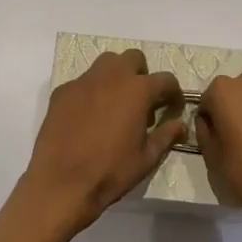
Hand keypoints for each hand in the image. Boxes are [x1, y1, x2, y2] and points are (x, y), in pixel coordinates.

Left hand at [20, 50, 185, 231]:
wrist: (61, 182)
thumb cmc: (110, 171)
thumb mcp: (147, 158)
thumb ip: (166, 135)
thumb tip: (180, 124)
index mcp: (137, 90)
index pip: (165, 79)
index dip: (173, 93)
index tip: (172, 108)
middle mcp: (111, 77)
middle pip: (133, 58)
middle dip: (142, 74)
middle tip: (141, 101)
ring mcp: (83, 81)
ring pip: (106, 63)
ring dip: (116, 76)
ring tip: (115, 103)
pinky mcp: (62, 92)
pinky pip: (82, 82)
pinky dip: (91, 91)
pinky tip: (87, 116)